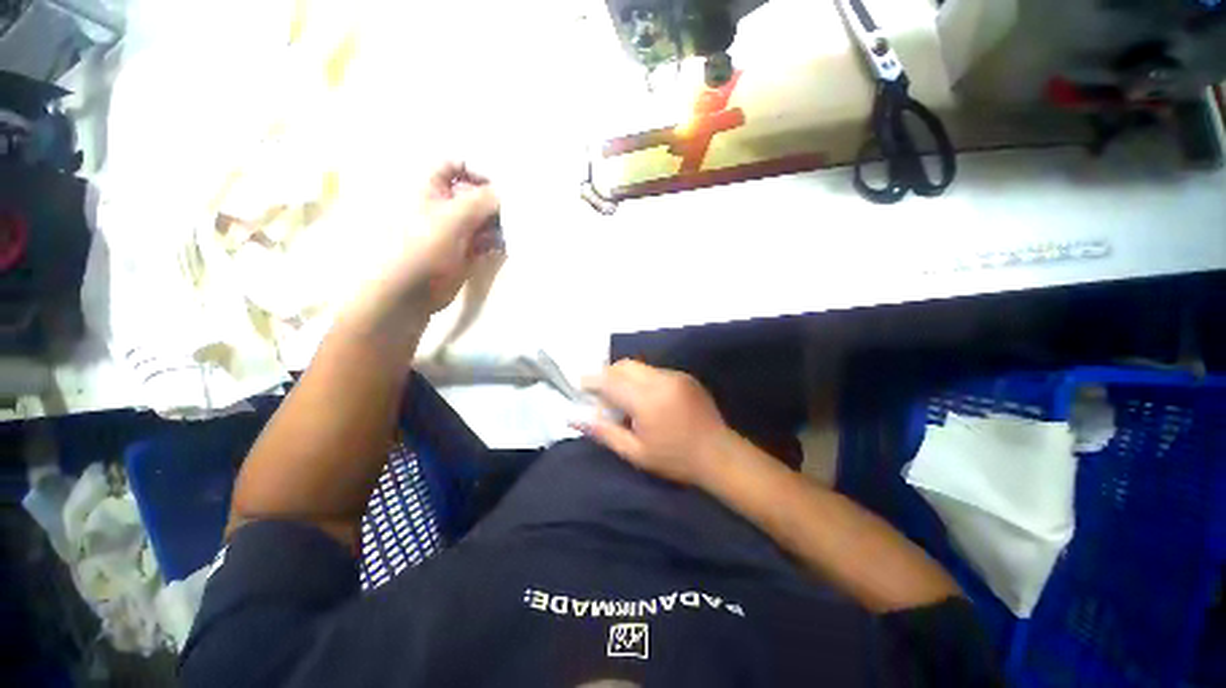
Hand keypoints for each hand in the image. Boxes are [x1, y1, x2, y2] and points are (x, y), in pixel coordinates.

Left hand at [363, 161, 501, 316]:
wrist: (415, 289)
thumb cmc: (427, 247)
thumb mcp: (454, 216)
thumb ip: (481, 200)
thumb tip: (503, 193)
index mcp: (433, 189)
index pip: (455, 166)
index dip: (475, 172)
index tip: (496, 187)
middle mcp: (446, 206)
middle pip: (475, 194)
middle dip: (493, 202)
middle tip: (508, 214)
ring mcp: (458, 230)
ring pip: (484, 219)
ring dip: (497, 224)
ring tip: (504, 233)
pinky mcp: (467, 250)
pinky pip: (487, 240)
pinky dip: (495, 242)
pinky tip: (499, 247)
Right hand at [580, 360, 730, 485]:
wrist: (719, 455)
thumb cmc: (674, 459)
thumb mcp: (635, 452)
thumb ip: (604, 432)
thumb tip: (574, 419)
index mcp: (646, 400)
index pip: (610, 381)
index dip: (592, 381)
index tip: (581, 385)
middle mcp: (660, 380)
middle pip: (625, 365)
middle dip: (608, 375)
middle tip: (603, 395)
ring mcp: (675, 375)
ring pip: (640, 367)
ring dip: (626, 377)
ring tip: (625, 400)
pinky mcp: (685, 376)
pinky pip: (655, 371)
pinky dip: (642, 379)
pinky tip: (646, 400)